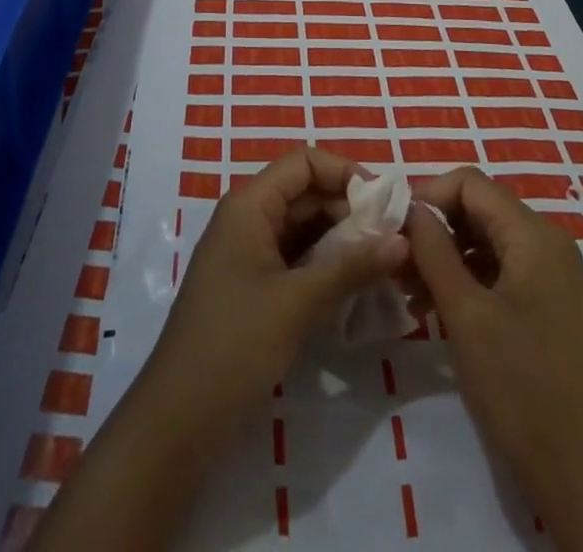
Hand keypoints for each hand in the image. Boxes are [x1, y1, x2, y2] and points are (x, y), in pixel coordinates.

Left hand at [134, 148, 409, 443]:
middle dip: (350, 210)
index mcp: (249, 204)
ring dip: (343, 239)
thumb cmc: (235, 344)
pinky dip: (326, 265)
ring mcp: (249, 253)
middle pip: (306, 193)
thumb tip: (403, 240)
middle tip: (396, 238)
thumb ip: (352, 266)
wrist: (179, 419)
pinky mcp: (254, 286)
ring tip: (386, 261)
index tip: (386, 203)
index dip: (345, 173)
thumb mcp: (298, 302)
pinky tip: (358, 285)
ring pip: (304, 228)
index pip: (303, 163)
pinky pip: (297, 258)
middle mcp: (248, 218)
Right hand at [406, 168, 582, 551]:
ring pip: (483, 237)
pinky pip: (496, 266)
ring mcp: (548, 271)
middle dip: (433, 227)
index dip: (428, 195)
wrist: (575, 471)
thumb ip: (433, 250)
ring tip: (406, 288)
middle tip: (395, 259)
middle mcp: (546, 241)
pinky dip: (462, 276)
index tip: (393, 225)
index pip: (470, 184)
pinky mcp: (544, 299)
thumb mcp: (464, 312)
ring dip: (443, 254)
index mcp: (534, 235)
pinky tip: (430, 305)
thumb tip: (408, 207)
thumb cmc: (517, 385)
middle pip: (477, 208)